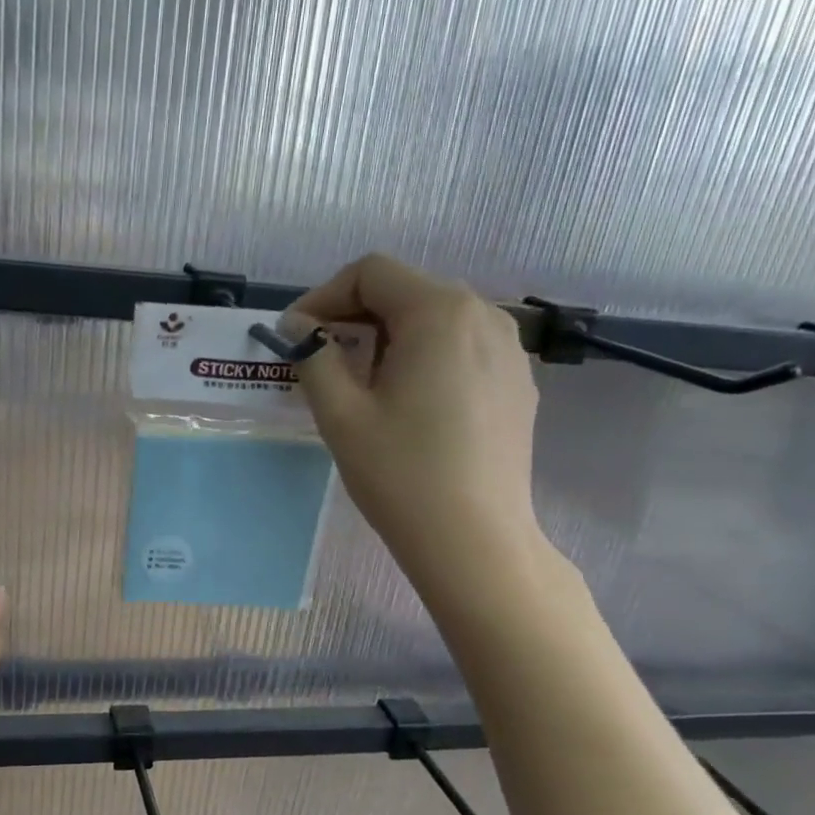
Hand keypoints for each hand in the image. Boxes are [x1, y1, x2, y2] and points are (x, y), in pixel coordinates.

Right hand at [284, 254, 543, 601]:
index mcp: (440, 312)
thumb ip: (314, 356)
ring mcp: (510, 351)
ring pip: (436, 320)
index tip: (297, 336)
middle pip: (407, 291)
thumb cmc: (401, 474)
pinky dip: (425, 359)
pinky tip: (409, 405)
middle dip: (356, 317)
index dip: (324, 296)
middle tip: (322, 361)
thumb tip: (299, 327)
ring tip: (363, 385)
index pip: (372, 273)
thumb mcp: (341, 414)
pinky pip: (462, 349)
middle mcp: (485, 316)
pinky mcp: (517, 384)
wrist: (475, 541)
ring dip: (389, 338)